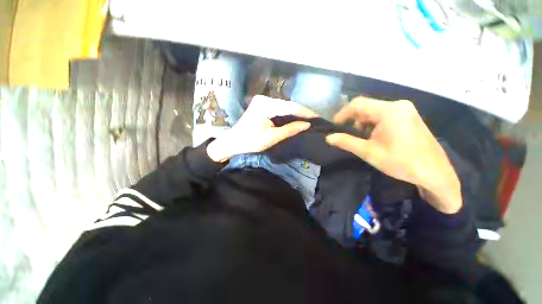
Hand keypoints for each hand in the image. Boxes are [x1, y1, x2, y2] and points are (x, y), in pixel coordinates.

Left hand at [207, 95, 316, 162]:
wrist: (234, 142)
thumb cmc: (251, 141)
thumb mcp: (272, 137)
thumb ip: (290, 129)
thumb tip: (307, 125)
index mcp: (265, 105)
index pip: (289, 107)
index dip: (304, 112)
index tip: (317, 117)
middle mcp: (264, 99)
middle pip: (287, 105)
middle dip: (300, 112)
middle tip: (314, 119)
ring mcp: (262, 101)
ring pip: (283, 106)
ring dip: (294, 113)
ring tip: (307, 119)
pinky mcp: (261, 105)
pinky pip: (278, 108)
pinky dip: (287, 114)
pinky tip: (295, 118)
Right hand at [326, 97, 461, 213]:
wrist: (435, 173)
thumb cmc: (401, 162)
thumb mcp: (369, 152)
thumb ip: (346, 142)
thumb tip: (328, 138)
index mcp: (389, 111)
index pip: (357, 104)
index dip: (342, 114)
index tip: (334, 126)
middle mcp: (398, 105)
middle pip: (366, 106)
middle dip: (353, 120)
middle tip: (347, 135)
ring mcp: (405, 109)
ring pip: (374, 111)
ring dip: (363, 122)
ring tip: (363, 139)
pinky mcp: (408, 115)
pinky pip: (384, 114)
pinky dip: (374, 123)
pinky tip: (375, 136)